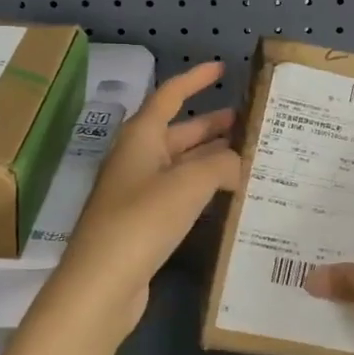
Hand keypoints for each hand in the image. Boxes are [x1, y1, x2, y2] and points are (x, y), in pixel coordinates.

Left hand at [36, 61, 240, 347]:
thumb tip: (239, 162)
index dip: (195, 79)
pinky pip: (181, 192)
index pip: (170, 96)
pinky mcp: (145, 222)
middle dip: (214, 125)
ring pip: (183, 164)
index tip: (222, 69)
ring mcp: (139, 192)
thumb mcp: (189, 183)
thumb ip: (222, 164)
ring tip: (252, 157)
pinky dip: (206, 187)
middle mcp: (138, 158)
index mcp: (141, 137)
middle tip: (252, 123)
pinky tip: (231, 195)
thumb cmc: (142, 220)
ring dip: (214, 158)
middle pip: (180, 131)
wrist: (101, 285)